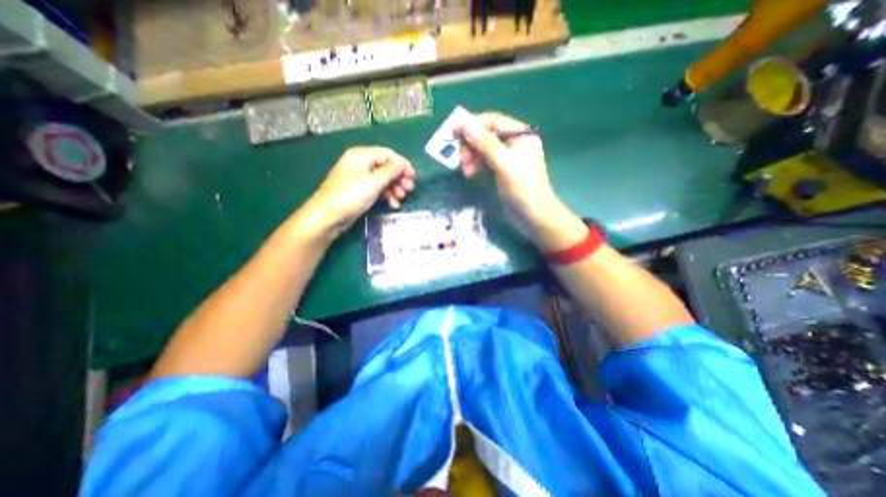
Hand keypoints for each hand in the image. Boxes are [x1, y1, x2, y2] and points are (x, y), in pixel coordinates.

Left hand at [294, 145, 410, 238]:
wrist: (328, 217)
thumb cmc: (350, 196)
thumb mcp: (373, 183)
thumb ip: (391, 171)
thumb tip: (404, 164)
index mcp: (361, 155)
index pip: (388, 154)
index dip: (402, 165)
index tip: (413, 177)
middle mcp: (361, 163)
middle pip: (387, 167)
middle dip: (399, 178)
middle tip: (409, 190)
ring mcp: (360, 178)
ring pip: (384, 179)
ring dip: (395, 188)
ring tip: (401, 199)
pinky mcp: (360, 191)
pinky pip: (378, 189)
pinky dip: (387, 195)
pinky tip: (393, 204)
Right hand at [461, 112, 554, 222]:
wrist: (533, 217)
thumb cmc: (523, 190)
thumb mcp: (505, 165)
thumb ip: (486, 144)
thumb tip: (465, 124)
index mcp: (520, 135)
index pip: (492, 121)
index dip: (472, 125)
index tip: (453, 132)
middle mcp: (514, 142)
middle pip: (485, 135)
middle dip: (471, 146)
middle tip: (462, 161)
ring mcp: (507, 156)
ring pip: (482, 149)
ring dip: (471, 158)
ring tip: (467, 172)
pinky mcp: (501, 169)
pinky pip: (484, 161)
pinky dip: (476, 166)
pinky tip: (471, 174)